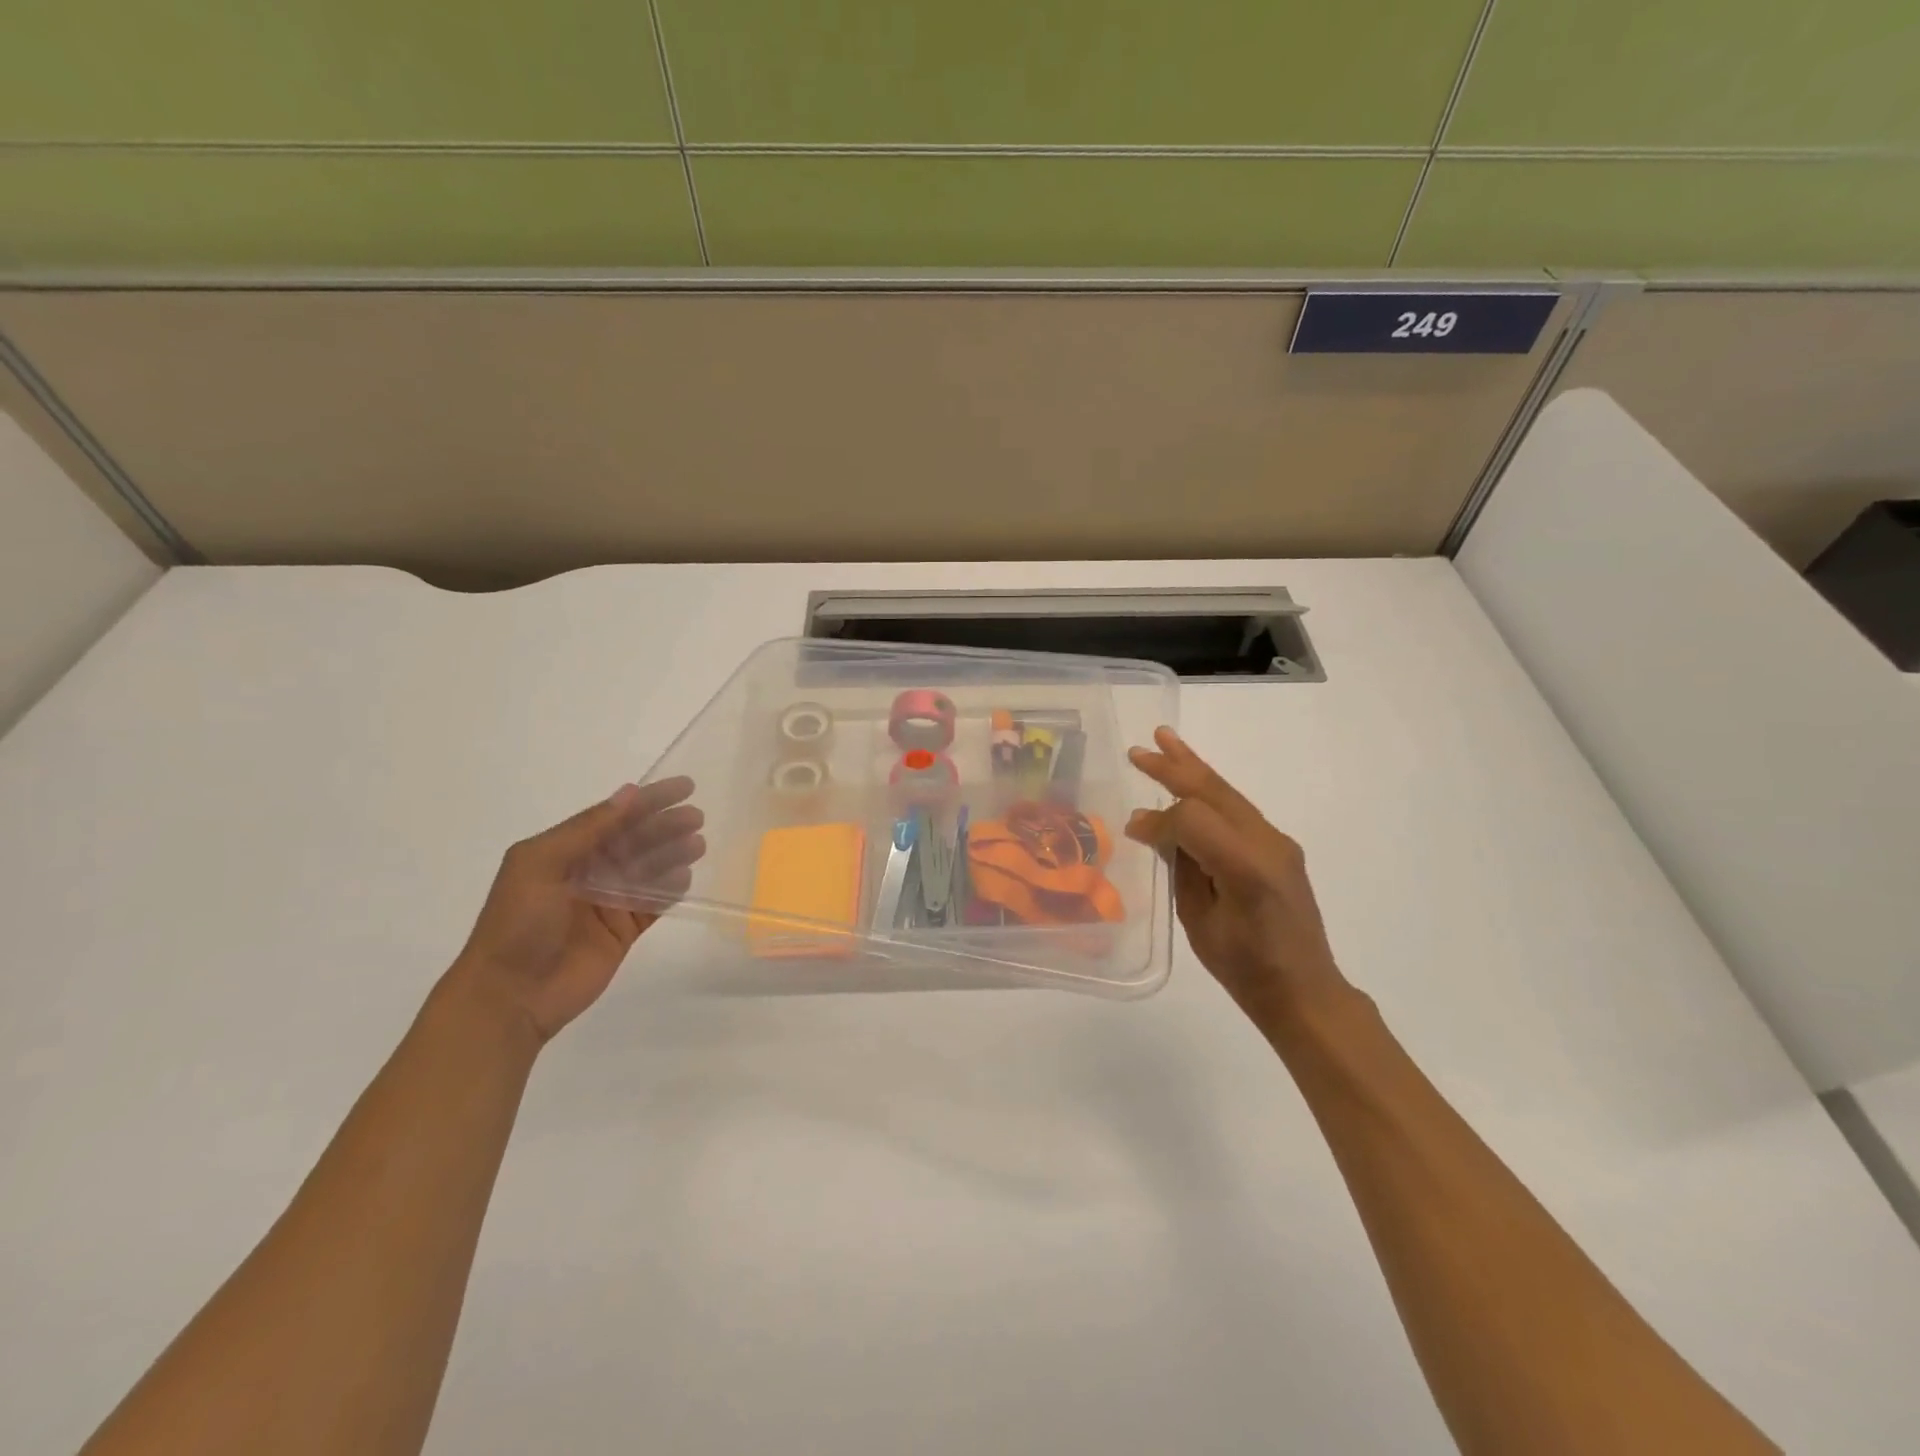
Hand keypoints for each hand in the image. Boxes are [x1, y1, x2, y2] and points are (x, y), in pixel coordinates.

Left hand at [450, 778, 705, 1043]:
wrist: (509, 997)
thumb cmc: (518, 924)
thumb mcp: (541, 865)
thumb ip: (587, 830)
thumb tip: (629, 794)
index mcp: (563, 851)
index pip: (614, 816)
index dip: (648, 800)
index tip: (685, 787)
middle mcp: (587, 872)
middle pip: (636, 841)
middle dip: (665, 826)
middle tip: (697, 819)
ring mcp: (606, 902)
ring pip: (648, 870)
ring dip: (673, 854)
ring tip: (698, 845)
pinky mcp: (622, 931)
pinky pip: (653, 903)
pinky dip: (671, 889)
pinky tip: (686, 878)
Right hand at [1126, 728, 1348, 1027]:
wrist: (1305, 990)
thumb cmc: (1244, 968)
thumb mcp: (1199, 921)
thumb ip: (1178, 866)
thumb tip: (1151, 828)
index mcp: (1245, 867)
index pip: (1192, 819)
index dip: (1158, 820)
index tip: (1131, 830)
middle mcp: (1267, 843)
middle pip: (1214, 792)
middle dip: (1175, 768)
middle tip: (1140, 749)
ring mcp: (1277, 842)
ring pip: (1228, 793)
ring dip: (1194, 769)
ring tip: (1165, 741)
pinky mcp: (1279, 847)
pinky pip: (1238, 810)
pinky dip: (1209, 793)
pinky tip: (1191, 786)